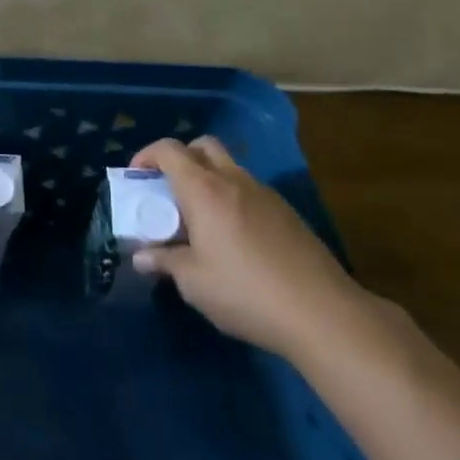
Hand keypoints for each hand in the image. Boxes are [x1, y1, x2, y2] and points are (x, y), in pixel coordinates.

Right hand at [128, 136, 369, 361]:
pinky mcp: (288, 214)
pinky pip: (250, 191)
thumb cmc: (245, 292)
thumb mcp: (193, 282)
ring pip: (229, 168)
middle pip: (202, 146)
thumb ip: (164, 262)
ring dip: (208, 180)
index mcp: (204, 189)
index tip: (136, 177)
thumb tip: (141, 256)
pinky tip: (235, 239)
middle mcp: (234, 181)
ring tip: (200, 220)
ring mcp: (265, 195)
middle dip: (180, 159)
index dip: (146, 155)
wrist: (323, 314)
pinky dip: (233, 200)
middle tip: (168, 191)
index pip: (169, 150)